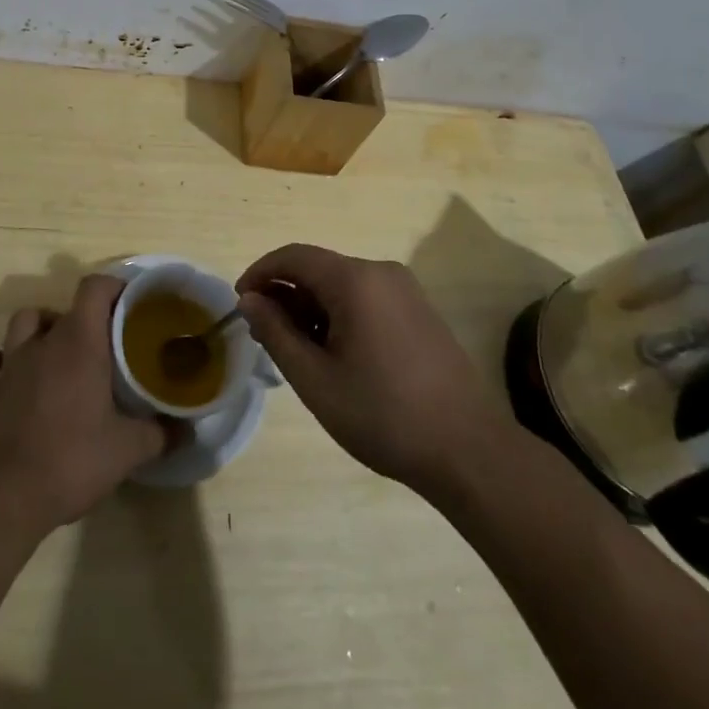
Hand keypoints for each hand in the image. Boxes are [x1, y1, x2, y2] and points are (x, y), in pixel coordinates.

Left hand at [0, 275, 169, 529]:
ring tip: (53, 354)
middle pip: (61, 309)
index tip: (128, 304)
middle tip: (98, 346)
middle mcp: (41, 343)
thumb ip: (161, 433)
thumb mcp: (129, 450)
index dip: (112, 287)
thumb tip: (186, 429)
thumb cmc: (73, 460)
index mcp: (80, 342)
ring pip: (21, 324)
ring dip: (38, 330)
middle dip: (80, 320)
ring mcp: (7, 365)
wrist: (6, 497)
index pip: (94, 288)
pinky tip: (3, 376)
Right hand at [237, 244, 514, 499]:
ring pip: (341, 286)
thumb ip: (276, 333)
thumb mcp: (315, 379)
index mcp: (355, 280)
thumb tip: (250, 300)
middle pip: (318, 269)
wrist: (468, 451)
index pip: (293, 257)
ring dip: (311, 308)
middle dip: (285, 296)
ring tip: (295, 352)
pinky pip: (366, 299)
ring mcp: (405, 290)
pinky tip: (334, 355)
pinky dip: (339, 316)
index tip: (239, 305)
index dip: (260, 274)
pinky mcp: (419, 311)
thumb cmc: (384, 414)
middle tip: (264, 337)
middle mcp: (381, 272)